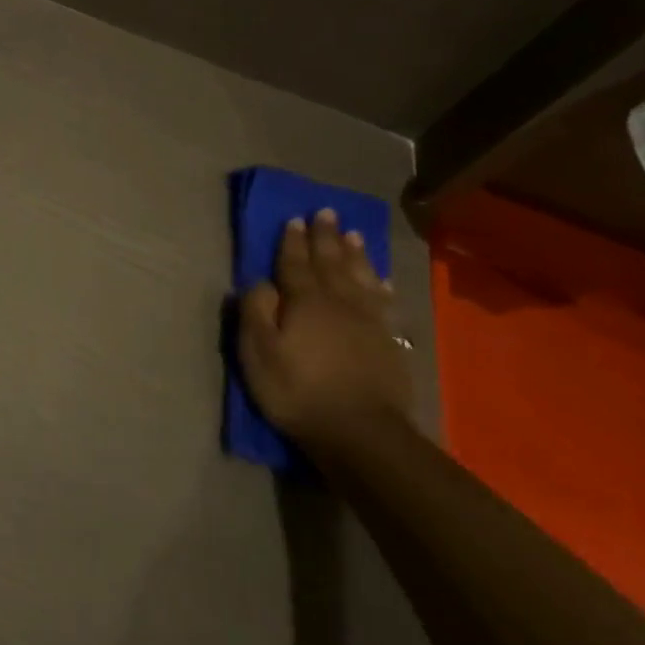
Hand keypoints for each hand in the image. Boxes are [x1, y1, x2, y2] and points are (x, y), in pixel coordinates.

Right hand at [238, 209, 412, 449]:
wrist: (361, 432)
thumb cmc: (297, 390)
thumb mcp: (258, 351)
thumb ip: (256, 311)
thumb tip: (260, 282)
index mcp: (305, 301)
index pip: (295, 263)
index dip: (292, 241)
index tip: (293, 219)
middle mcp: (339, 302)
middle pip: (331, 262)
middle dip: (325, 237)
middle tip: (325, 212)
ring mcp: (368, 321)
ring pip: (360, 276)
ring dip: (354, 253)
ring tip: (352, 233)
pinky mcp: (387, 341)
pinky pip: (382, 301)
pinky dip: (379, 284)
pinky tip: (380, 279)